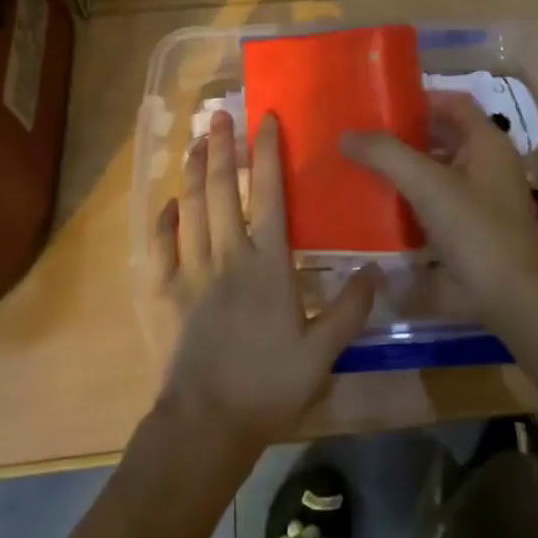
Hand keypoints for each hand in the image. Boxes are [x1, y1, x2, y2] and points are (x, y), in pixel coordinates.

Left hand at [150, 111, 377, 454]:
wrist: (207, 424)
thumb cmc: (268, 386)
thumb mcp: (322, 353)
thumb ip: (349, 309)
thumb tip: (376, 269)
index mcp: (267, 262)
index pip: (269, 193)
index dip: (268, 152)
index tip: (266, 119)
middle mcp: (227, 254)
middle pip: (224, 188)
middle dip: (224, 147)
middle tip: (220, 114)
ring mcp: (191, 269)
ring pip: (191, 206)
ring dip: (195, 170)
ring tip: (197, 140)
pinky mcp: (165, 291)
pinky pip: (161, 243)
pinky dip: (165, 217)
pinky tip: (170, 201)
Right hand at [340, 91, 537, 327]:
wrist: (512, 299)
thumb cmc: (474, 229)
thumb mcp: (426, 184)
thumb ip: (385, 155)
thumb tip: (346, 136)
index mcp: (487, 143)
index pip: (454, 103)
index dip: (421, 99)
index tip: (383, 106)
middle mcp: (489, 165)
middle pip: (444, 137)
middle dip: (407, 136)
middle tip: (367, 138)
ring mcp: (484, 199)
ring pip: (440, 171)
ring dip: (409, 169)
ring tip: (368, 169)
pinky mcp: (474, 230)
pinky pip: (439, 204)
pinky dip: (414, 202)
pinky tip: (382, 208)